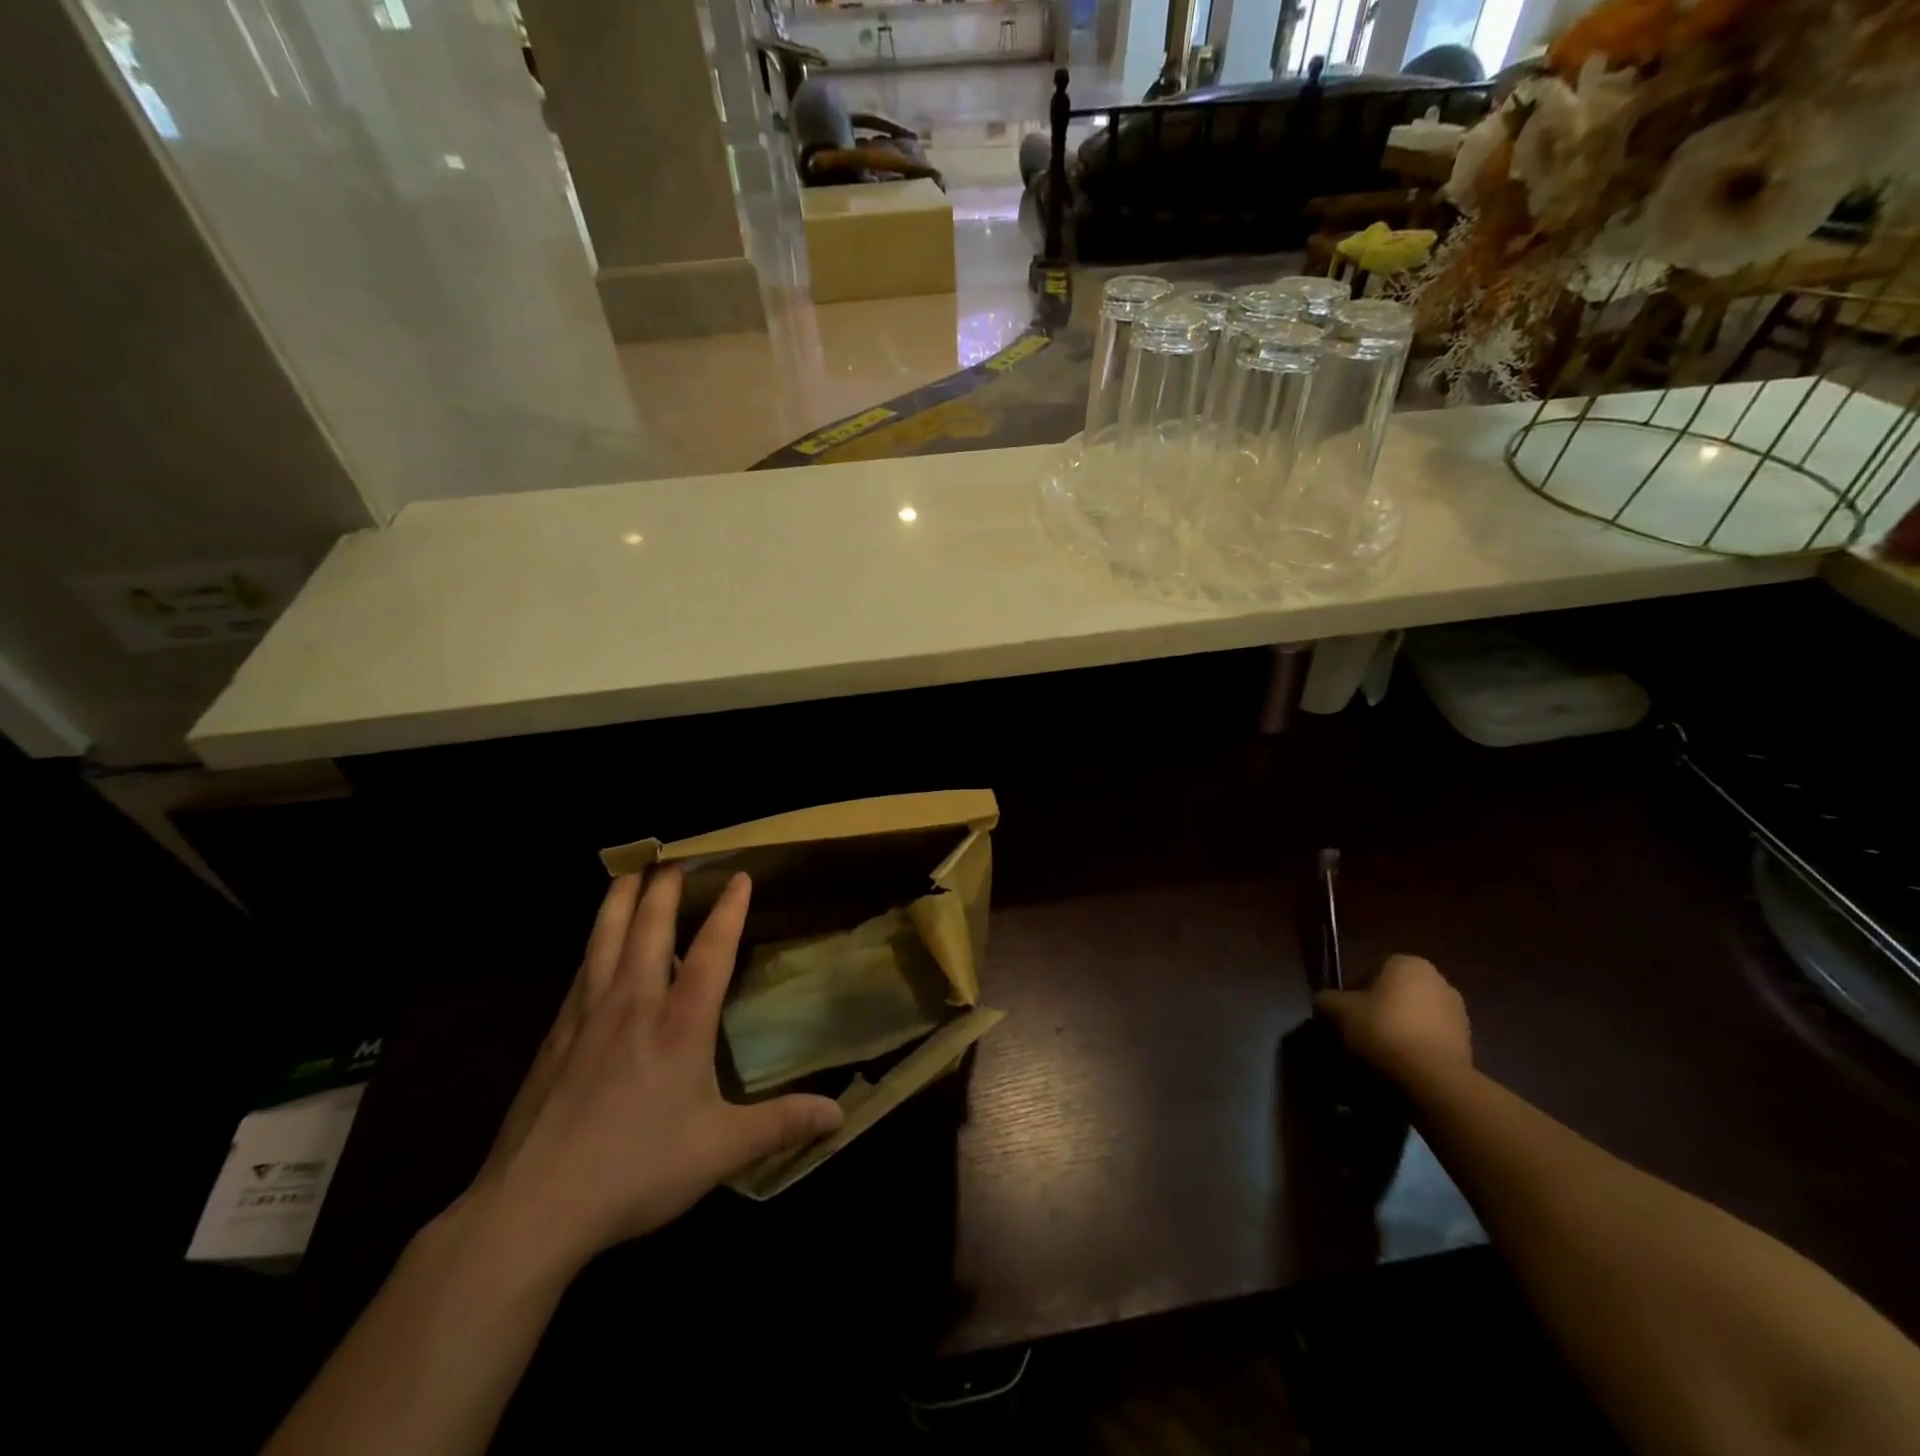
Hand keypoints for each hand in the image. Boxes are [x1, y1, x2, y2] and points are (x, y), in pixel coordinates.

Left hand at [455, 868, 842, 1272]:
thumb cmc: (635, 1170)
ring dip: (620, 900)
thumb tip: (839, 1118)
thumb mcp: (720, 1151)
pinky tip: (593, 944)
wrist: (532, 1206)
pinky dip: (593, 942)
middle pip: (649, 928)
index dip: (728, 910)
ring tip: (629, 873)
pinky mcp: (555, 1036)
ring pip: (605, 939)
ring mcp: (588, 1016)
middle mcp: (634, 1005)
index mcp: (679, 1025)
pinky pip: (580, 970)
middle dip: (665, 889)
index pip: (710, 951)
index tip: (740, 876)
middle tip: (675, 859)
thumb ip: (780, 1125)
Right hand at [1315, 953, 1471, 1086]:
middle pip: (1394, 994)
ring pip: (1413, 1018)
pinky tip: (1400, 1068)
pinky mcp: (1468, 1045)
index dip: (1352, 992)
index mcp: (1408, 963)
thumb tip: (1326, 1002)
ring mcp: (1458, 1014)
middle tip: (1358, 1033)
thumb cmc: (1382, 1030)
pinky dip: (1415, 1050)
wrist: (1432, 1081)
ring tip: (1378, 1055)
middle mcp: (1439, 980)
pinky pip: (1429, 1041)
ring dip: (1397, 1031)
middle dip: (1377, 1011)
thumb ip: (1327, 999)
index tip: (1343, 1014)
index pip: (1370, 971)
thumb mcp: (1337, 1010)